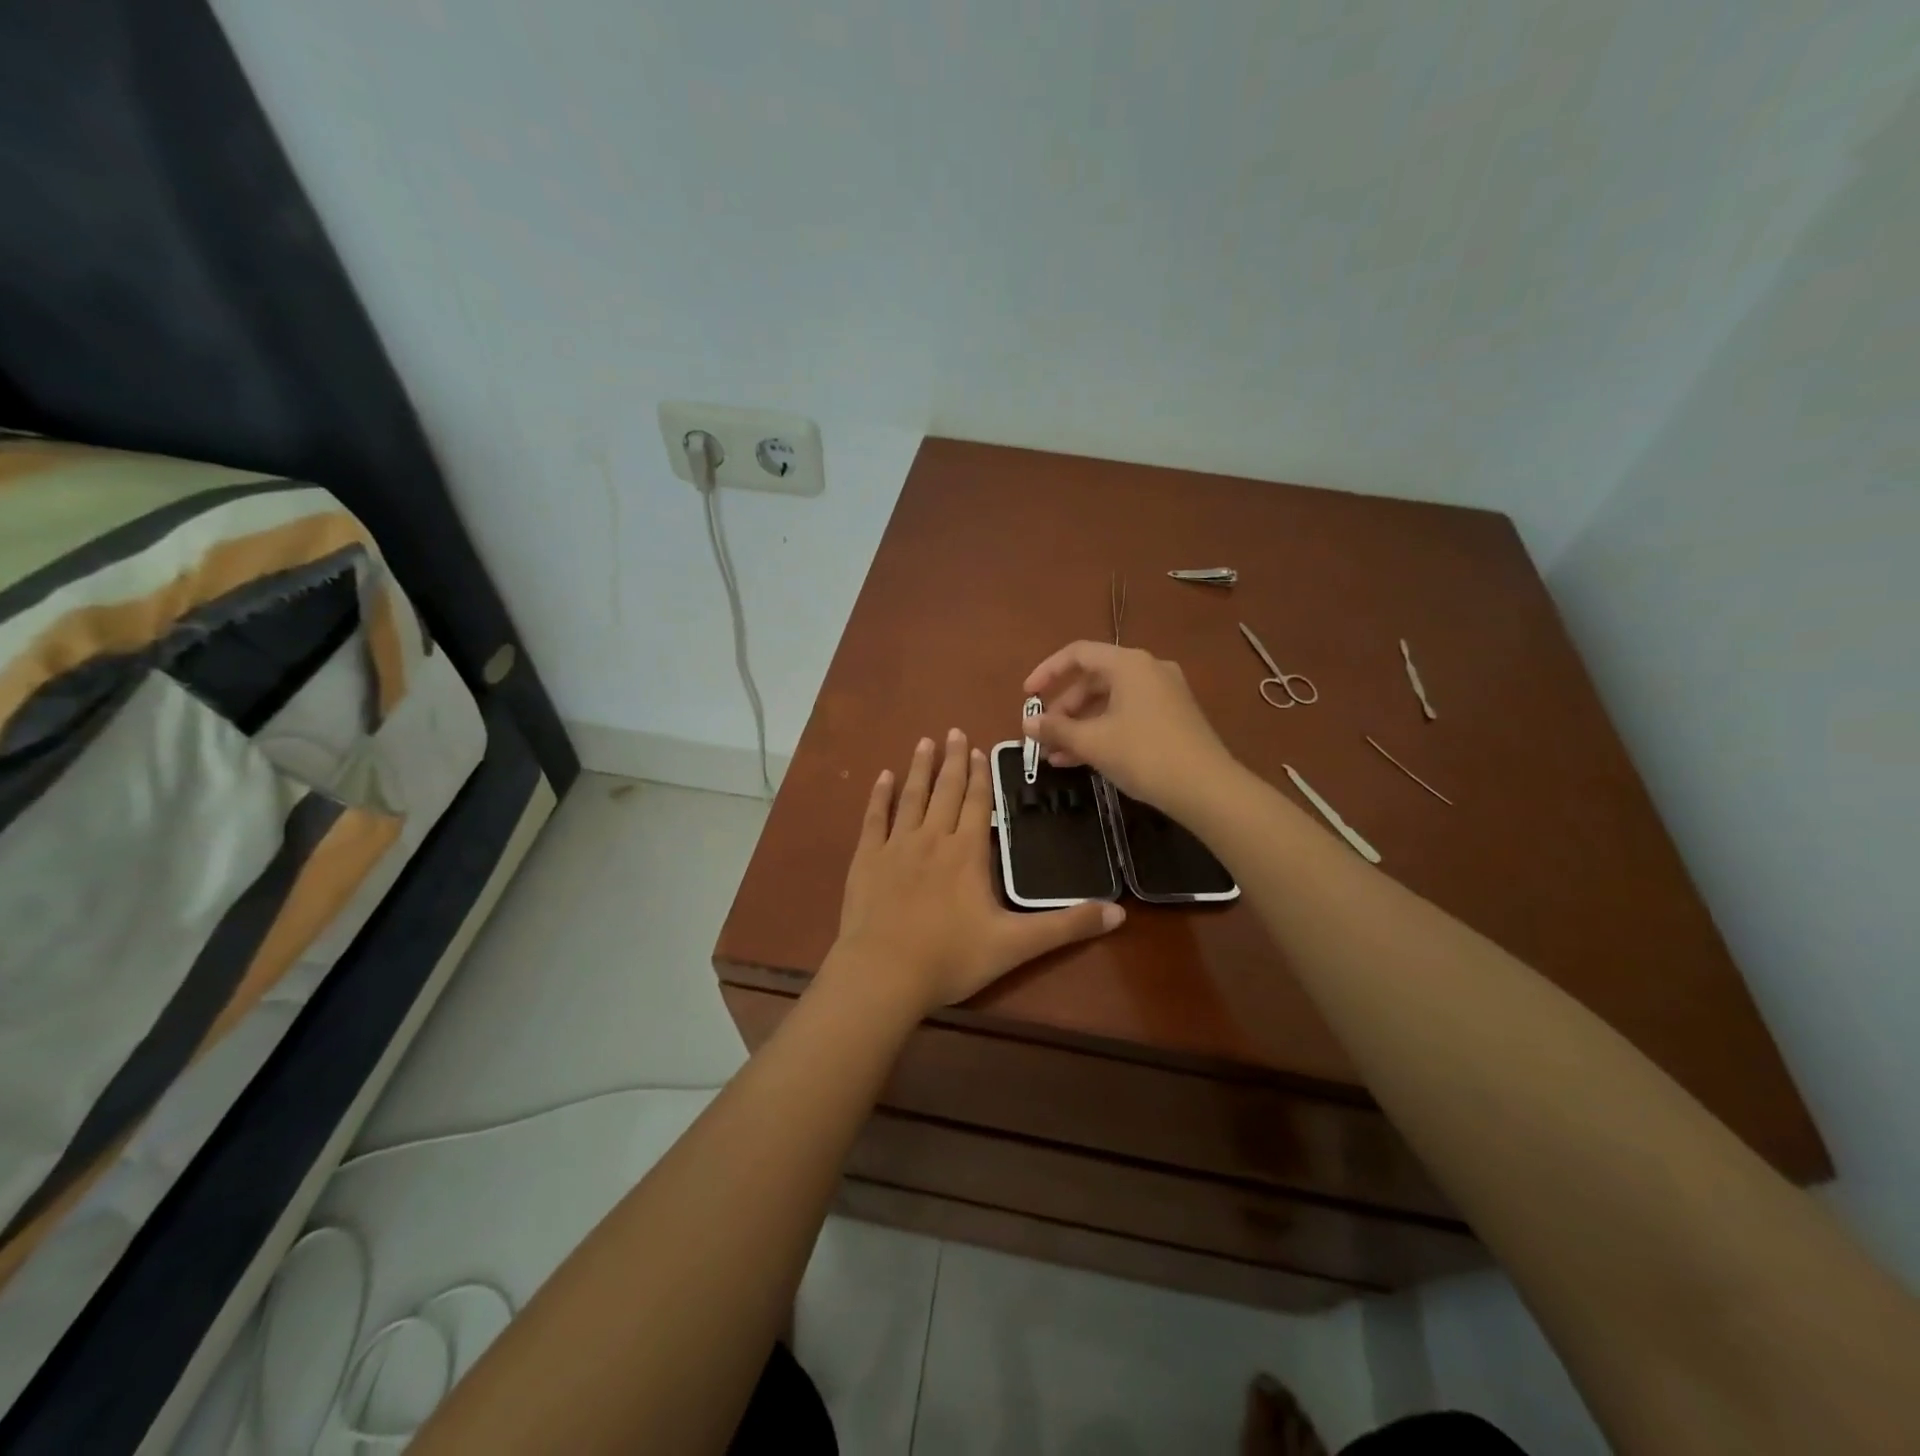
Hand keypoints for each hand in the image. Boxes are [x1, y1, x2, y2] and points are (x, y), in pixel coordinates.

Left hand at [828, 729, 1123, 1014]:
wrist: (883, 974)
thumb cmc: (951, 958)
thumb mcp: (1016, 945)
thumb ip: (1066, 926)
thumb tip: (1119, 913)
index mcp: (968, 852)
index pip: (978, 802)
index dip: (981, 775)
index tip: (980, 749)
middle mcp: (933, 838)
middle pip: (946, 791)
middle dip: (953, 760)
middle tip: (954, 731)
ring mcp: (896, 846)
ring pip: (912, 797)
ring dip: (920, 769)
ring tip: (924, 743)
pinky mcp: (866, 860)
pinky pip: (874, 818)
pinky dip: (879, 796)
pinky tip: (883, 777)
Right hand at [1023, 641, 1235, 813]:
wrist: (1207, 788)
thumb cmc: (1144, 754)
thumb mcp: (1093, 741)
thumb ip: (1056, 728)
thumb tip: (1027, 723)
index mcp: (1129, 664)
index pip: (1078, 654)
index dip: (1047, 672)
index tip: (1027, 696)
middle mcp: (1148, 670)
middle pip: (1093, 680)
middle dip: (1063, 709)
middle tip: (1043, 735)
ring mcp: (1164, 694)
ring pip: (1109, 702)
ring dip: (1080, 726)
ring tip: (1056, 755)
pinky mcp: (1172, 718)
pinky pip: (1127, 715)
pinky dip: (1102, 732)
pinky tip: (1081, 760)